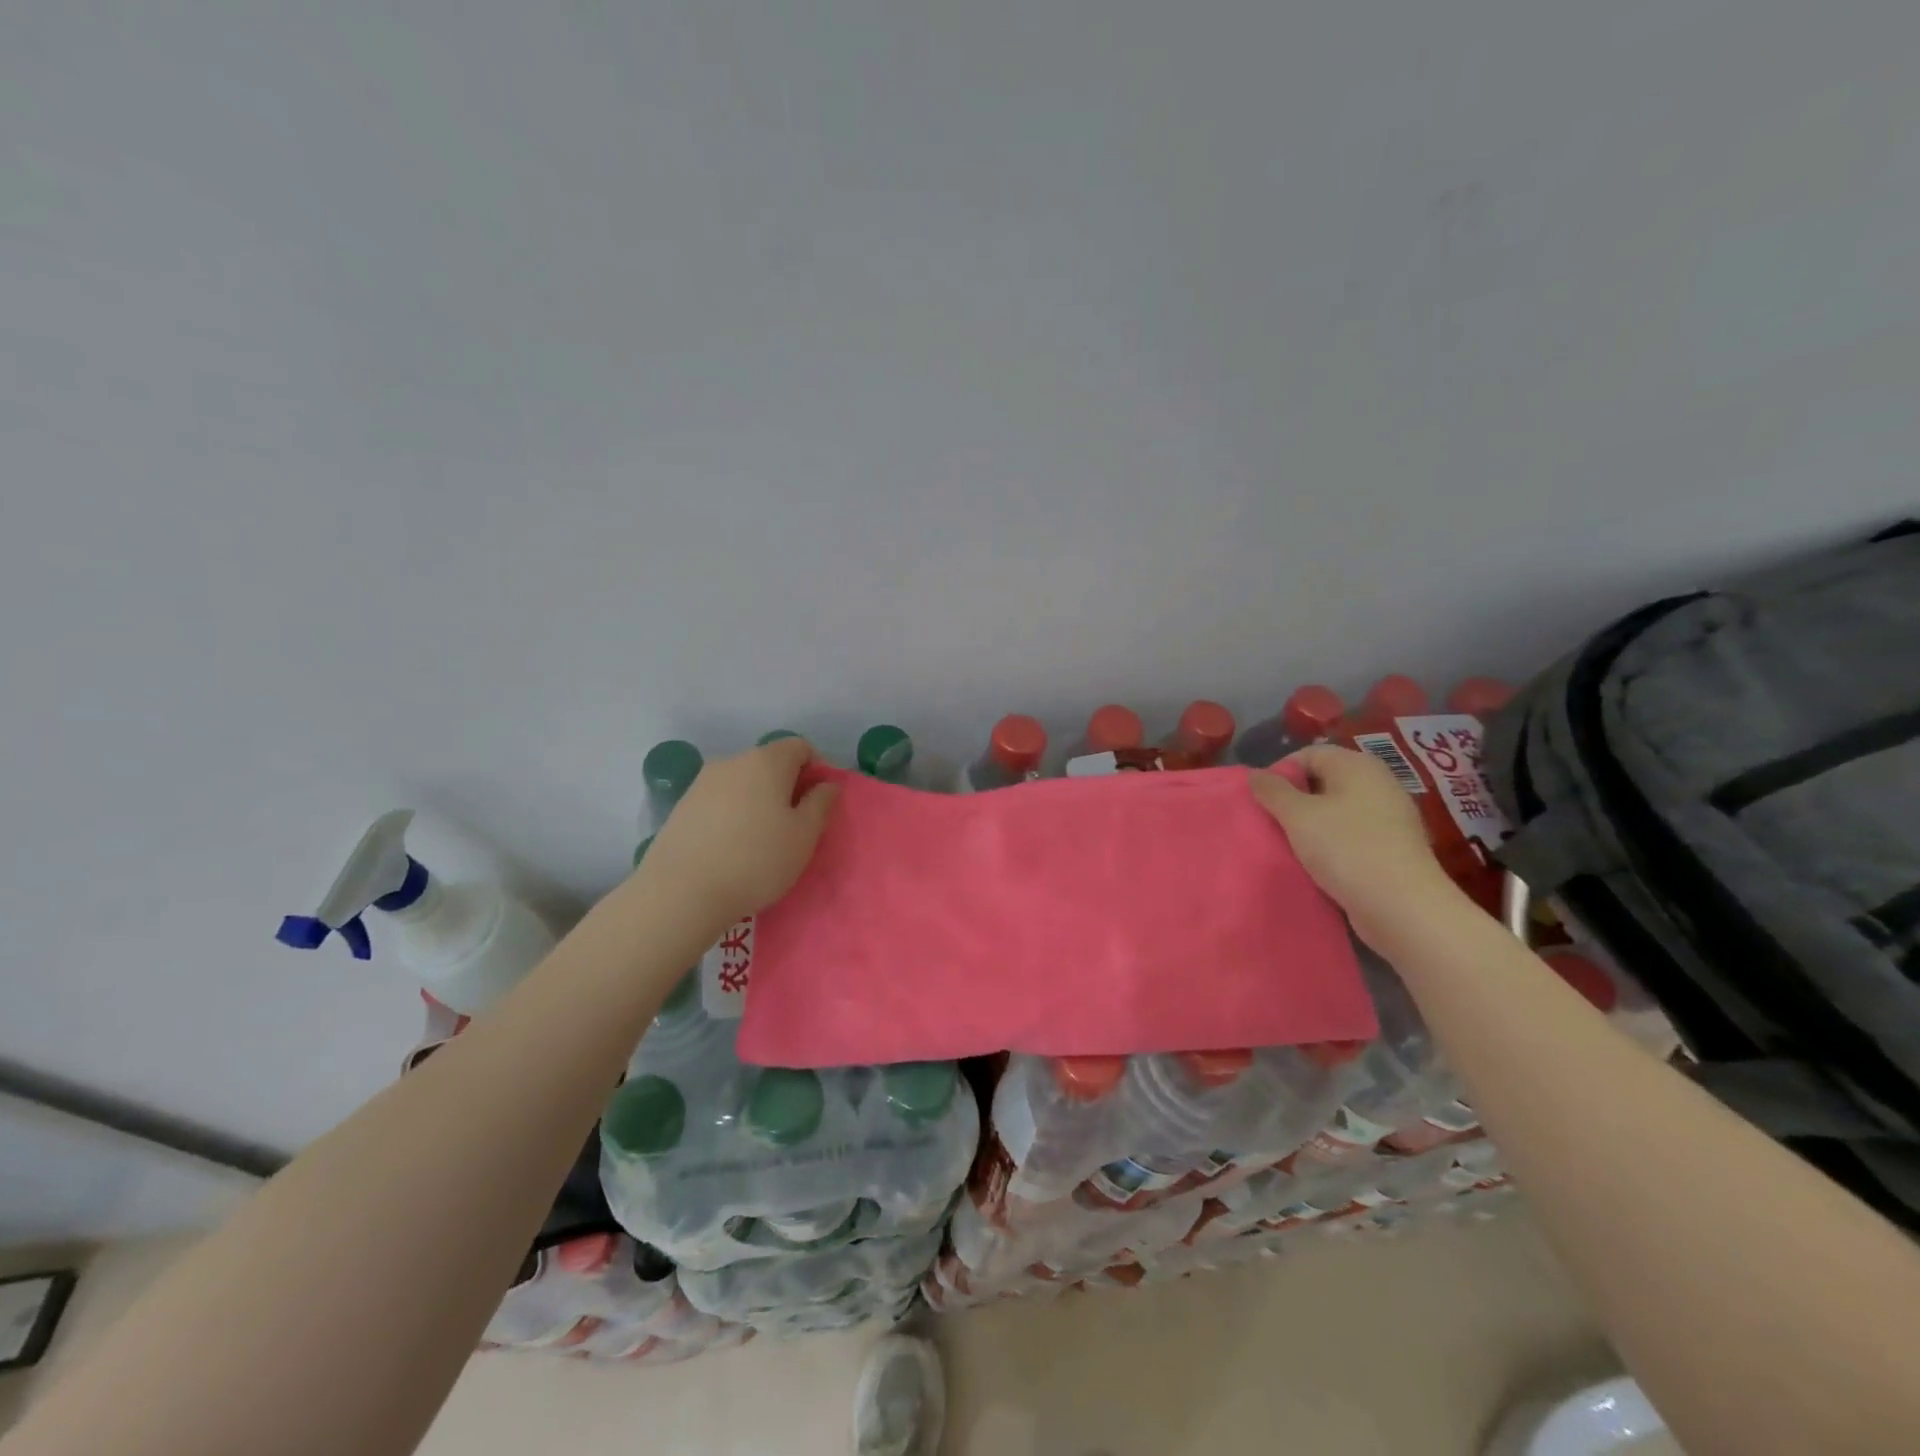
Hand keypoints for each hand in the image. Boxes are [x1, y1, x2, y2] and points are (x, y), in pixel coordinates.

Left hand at [641, 738, 839, 930]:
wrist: (681, 893)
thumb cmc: (756, 860)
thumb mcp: (804, 836)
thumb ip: (820, 803)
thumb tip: (827, 784)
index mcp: (766, 761)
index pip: (800, 747)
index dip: (816, 769)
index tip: (820, 803)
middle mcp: (731, 761)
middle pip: (770, 763)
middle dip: (787, 786)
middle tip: (795, 825)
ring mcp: (702, 783)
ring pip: (743, 783)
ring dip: (759, 801)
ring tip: (762, 839)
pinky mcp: (682, 807)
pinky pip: (720, 801)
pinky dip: (734, 814)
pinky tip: (733, 847)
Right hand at [1249, 745, 1460, 945]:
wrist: (1402, 906)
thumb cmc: (1345, 848)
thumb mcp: (1297, 816)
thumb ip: (1272, 790)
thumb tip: (1255, 774)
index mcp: (1358, 765)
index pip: (1308, 754)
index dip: (1279, 773)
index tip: (1261, 801)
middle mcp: (1378, 783)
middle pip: (1323, 781)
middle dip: (1293, 800)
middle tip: (1271, 824)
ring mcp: (1390, 817)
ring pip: (1336, 811)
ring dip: (1310, 825)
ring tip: (1290, 846)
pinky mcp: (1393, 847)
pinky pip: (1352, 835)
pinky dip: (1331, 844)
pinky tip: (1317, 864)